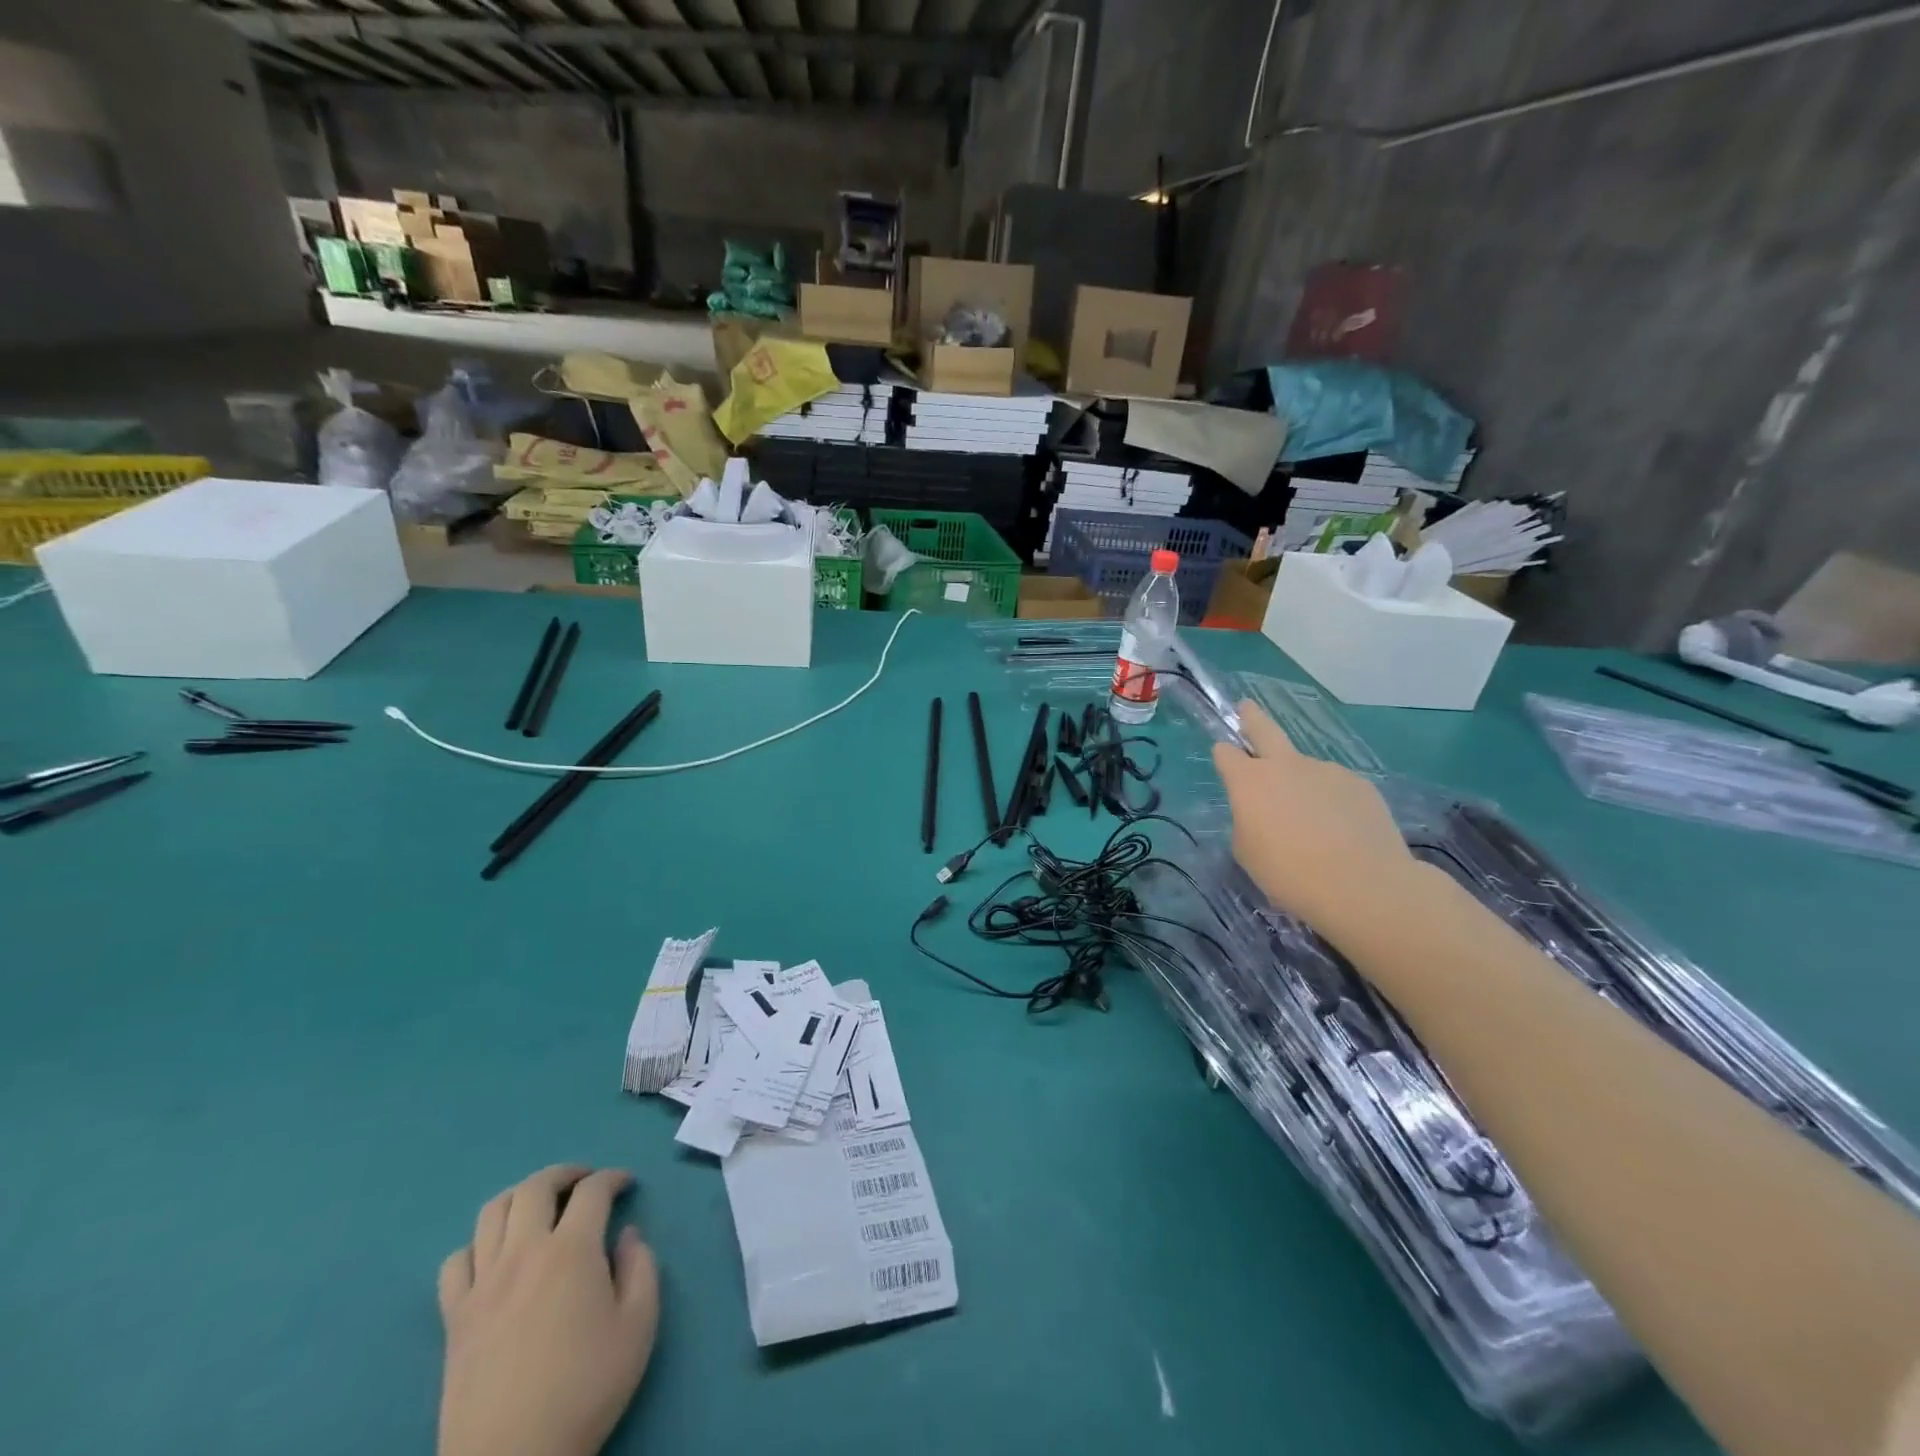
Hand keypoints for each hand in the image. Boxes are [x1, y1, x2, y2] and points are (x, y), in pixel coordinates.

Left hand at [437, 1165, 659, 1455]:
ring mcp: (483, 1284)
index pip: (594, 1190)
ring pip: (493, 1212)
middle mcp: (524, 1252)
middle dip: (566, 1173)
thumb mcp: (639, 1326)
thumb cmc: (585, 1389)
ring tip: (541, 1207)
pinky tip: (495, 1258)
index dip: (614, 1178)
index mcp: (572, 1250)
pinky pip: (456, 1262)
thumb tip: (626, 1236)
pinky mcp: (454, 1317)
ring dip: (522, 1197)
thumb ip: (642, 1268)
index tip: (627, 1185)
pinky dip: (477, 1245)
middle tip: (585, 1183)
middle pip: (537, 1186)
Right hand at [1211, 701, 1415, 938]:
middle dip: (1252, 717)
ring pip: (1305, 770)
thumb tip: (1263, 814)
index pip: (1226, 754)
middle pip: (1265, 730)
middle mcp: (1286, 766)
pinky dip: (1332, 803)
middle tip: (1246, 706)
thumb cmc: (1289, 873)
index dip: (1223, 754)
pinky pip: (1336, 789)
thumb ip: (1248, 824)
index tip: (1224, 755)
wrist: (1362, 884)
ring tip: (1313, 825)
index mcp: (1249, 782)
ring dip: (1302, 785)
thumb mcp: (1248, 853)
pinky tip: (1341, 832)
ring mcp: (1326, 771)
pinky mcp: (1360, 785)